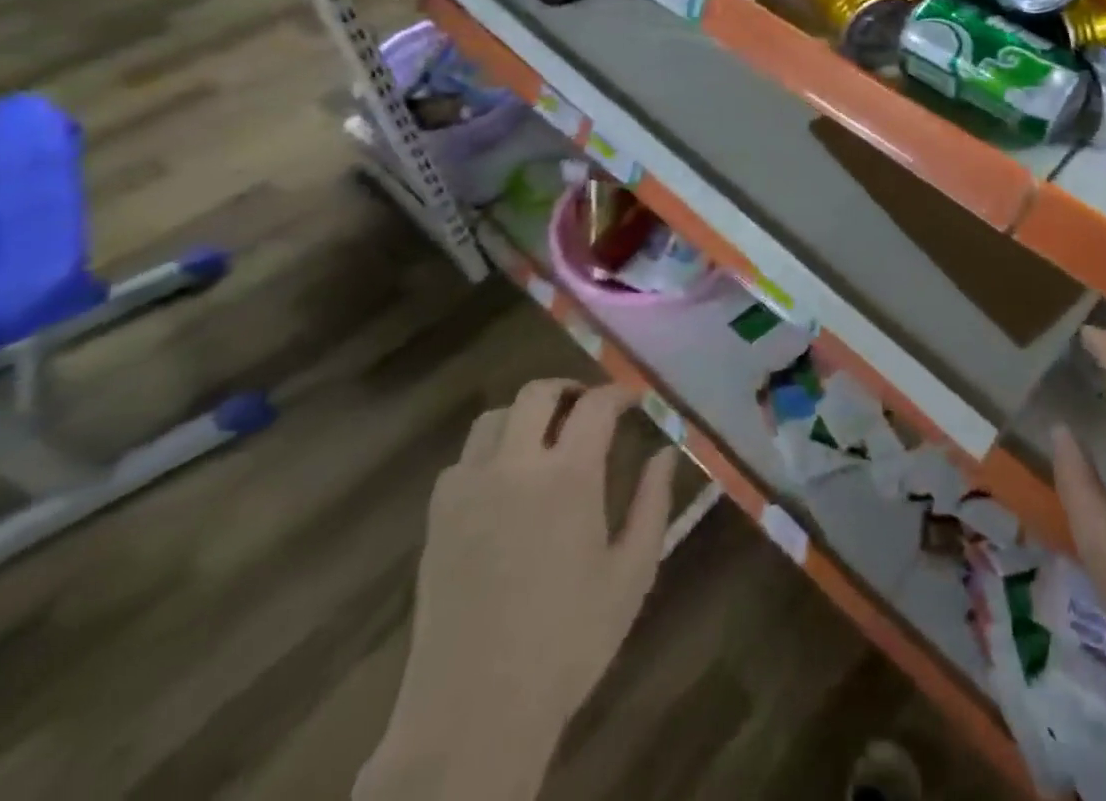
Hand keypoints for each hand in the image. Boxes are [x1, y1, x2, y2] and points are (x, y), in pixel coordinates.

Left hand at [357, 379, 675, 800]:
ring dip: (525, 416)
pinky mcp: (438, 520)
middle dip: (568, 390)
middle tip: (589, 409)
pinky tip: (505, 482)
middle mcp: (515, 467)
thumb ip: (653, 503)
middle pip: (536, 394)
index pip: (595, 405)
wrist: (474, 714)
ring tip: (546, 439)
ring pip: (494, 419)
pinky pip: (463, 461)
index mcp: (568, 477)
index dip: (618, 393)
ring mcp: (469, 491)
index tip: (634, 399)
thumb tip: (667, 451)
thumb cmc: (568, 642)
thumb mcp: (631, 574)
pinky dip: (489, 452)